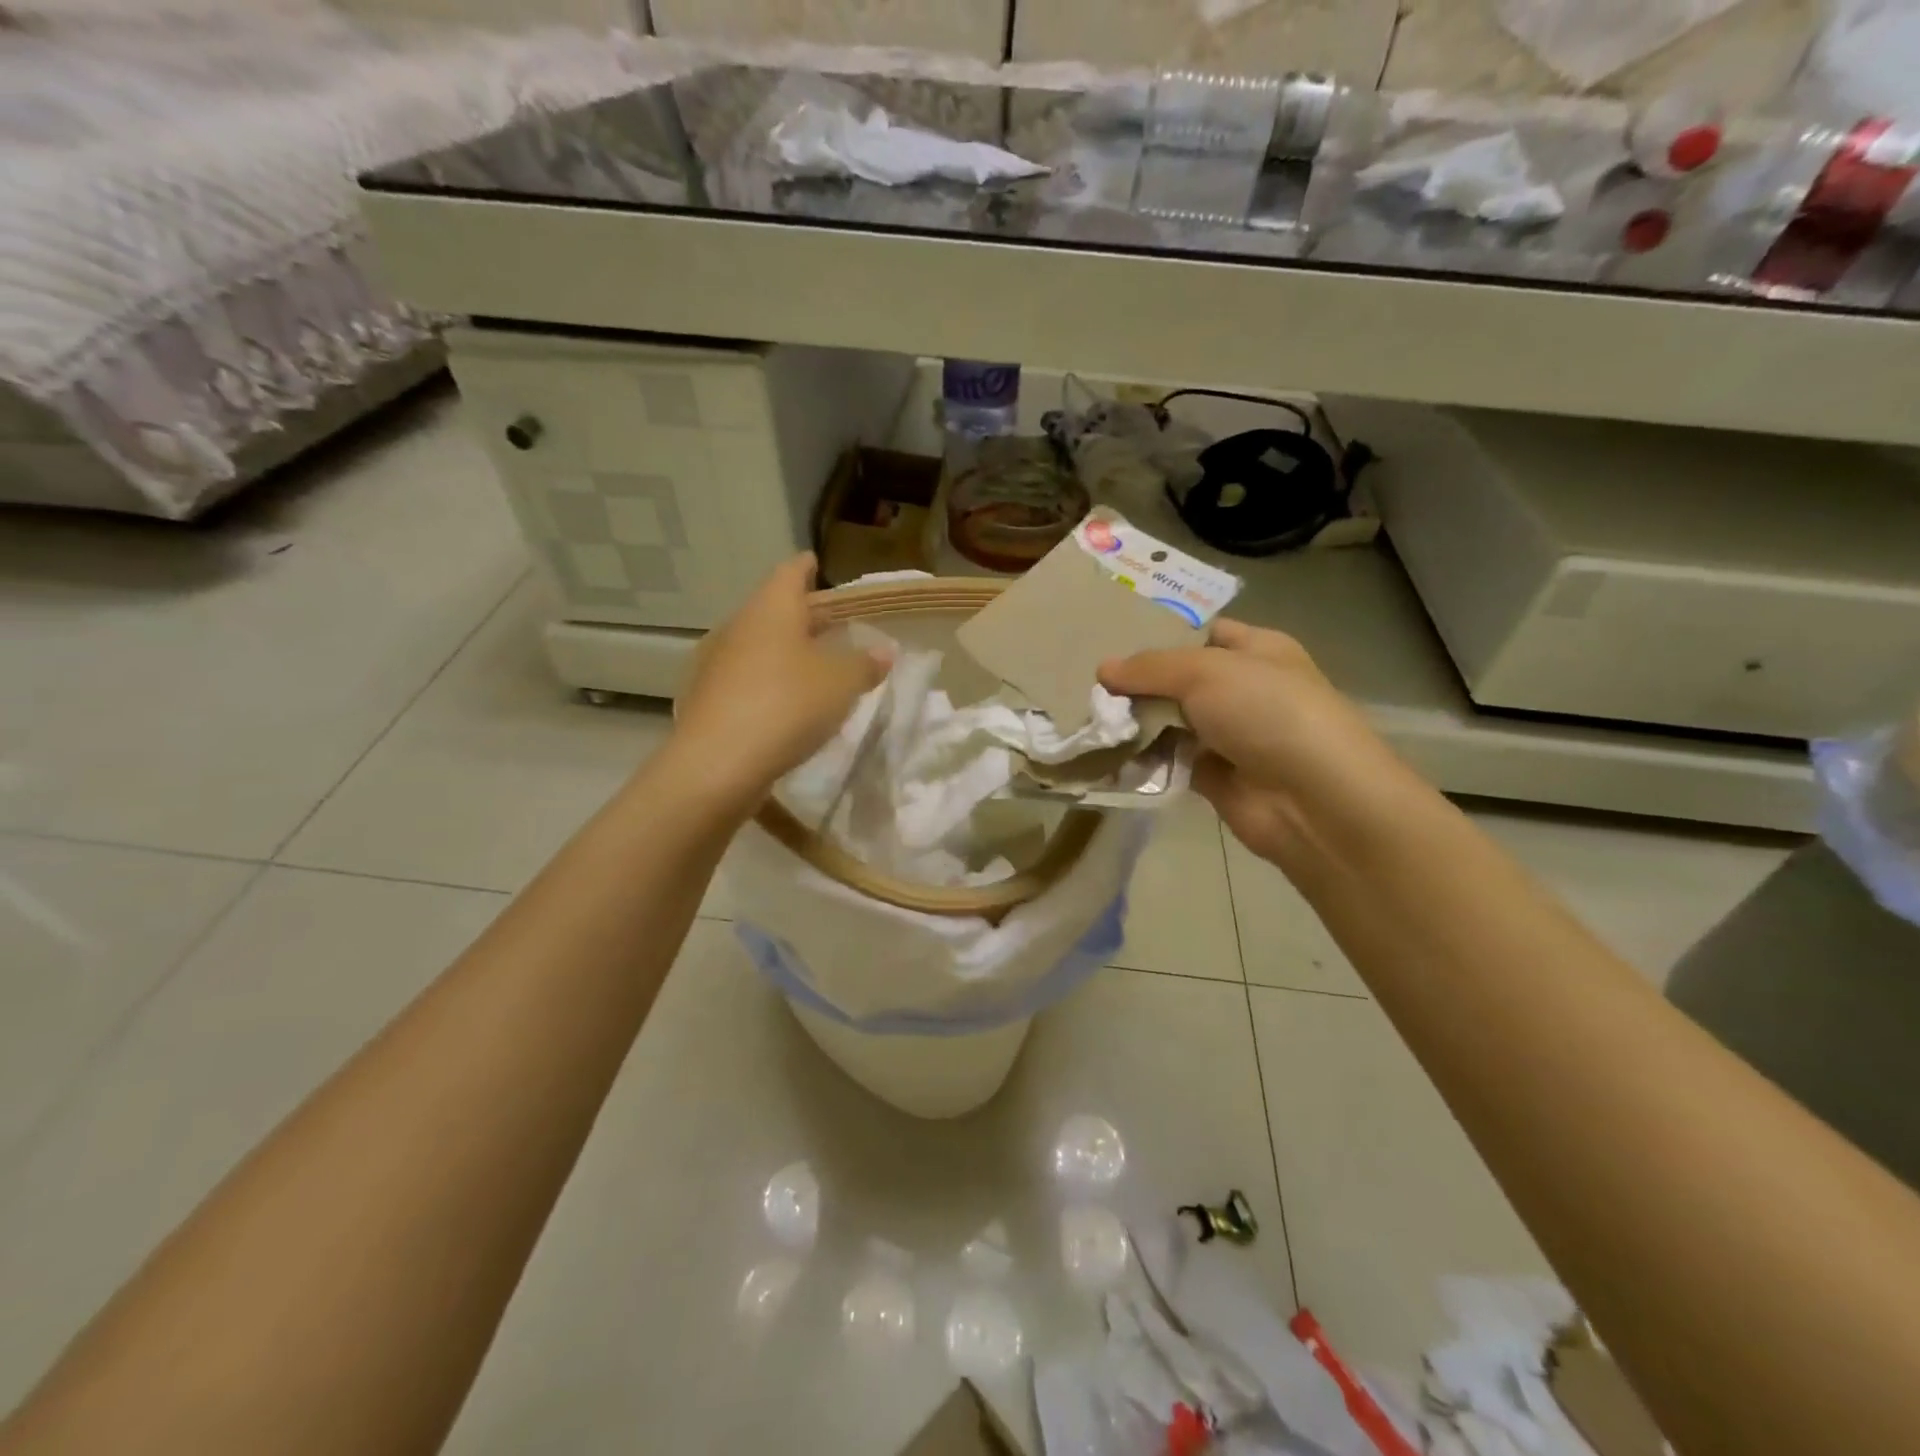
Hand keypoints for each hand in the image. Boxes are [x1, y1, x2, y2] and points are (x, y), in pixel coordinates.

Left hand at [669, 555, 886, 810]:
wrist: (718, 764)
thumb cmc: (787, 705)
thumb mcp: (842, 684)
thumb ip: (865, 664)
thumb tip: (883, 652)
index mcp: (771, 609)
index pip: (790, 573)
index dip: (806, 568)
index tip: (816, 564)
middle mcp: (738, 627)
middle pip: (773, 610)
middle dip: (802, 616)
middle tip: (832, 624)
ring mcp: (716, 664)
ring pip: (757, 645)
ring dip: (784, 652)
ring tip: (813, 667)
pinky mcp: (707, 699)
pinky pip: (745, 679)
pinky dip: (767, 681)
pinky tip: (784, 703)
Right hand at [1100, 620, 1406, 867]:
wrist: (1312, 797)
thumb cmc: (1266, 712)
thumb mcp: (1204, 671)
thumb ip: (1149, 668)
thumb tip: (1103, 669)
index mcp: (1256, 650)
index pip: (1205, 634)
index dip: (1164, 636)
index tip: (1116, 644)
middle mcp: (1244, 689)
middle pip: (1180, 680)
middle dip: (1140, 684)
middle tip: (1093, 688)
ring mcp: (1230, 735)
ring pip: (1171, 721)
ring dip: (1137, 723)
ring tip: (1092, 721)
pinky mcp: (1214, 776)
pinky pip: (1170, 760)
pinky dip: (1144, 759)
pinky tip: (1109, 754)